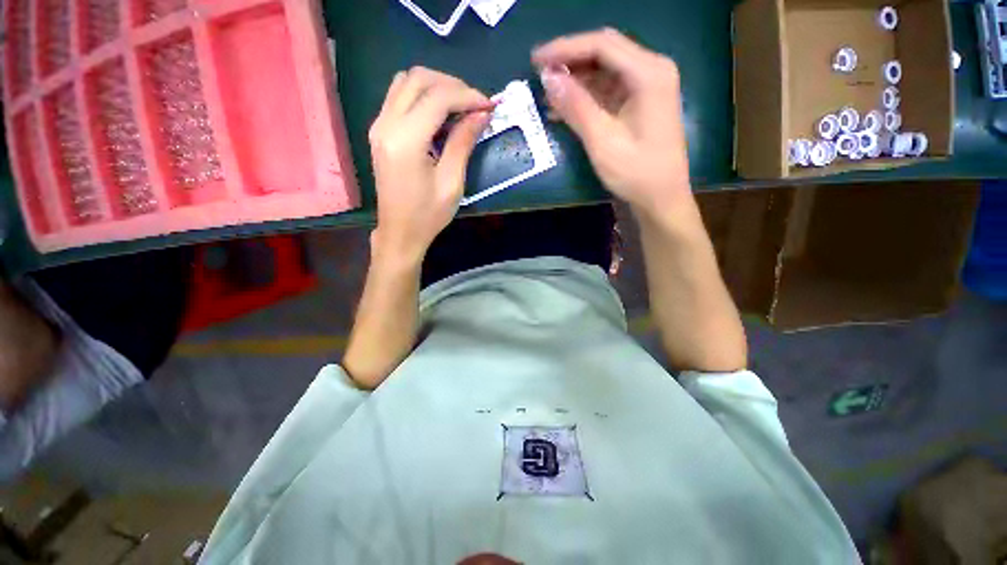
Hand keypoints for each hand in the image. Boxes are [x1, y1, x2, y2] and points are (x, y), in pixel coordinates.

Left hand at [368, 67, 493, 263]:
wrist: (400, 232)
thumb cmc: (428, 215)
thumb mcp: (452, 183)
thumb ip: (463, 143)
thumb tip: (481, 114)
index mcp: (406, 140)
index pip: (437, 97)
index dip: (467, 95)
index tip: (489, 106)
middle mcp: (386, 124)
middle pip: (418, 79)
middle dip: (452, 85)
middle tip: (475, 105)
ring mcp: (378, 125)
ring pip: (406, 82)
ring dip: (436, 86)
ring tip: (460, 106)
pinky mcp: (379, 131)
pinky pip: (399, 96)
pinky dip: (422, 96)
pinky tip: (440, 114)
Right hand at [533, 29, 691, 218]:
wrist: (660, 198)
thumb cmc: (636, 172)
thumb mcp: (602, 140)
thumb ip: (576, 106)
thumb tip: (549, 78)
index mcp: (649, 73)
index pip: (602, 45)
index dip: (565, 48)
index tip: (536, 60)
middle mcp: (651, 71)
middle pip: (604, 52)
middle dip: (570, 60)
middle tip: (539, 72)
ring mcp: (647, 87)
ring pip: (604, 71)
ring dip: (575, 80)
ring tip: (547, 94)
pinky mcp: (640, 104)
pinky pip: (608, 91)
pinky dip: (585, 97)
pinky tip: (564, 109)